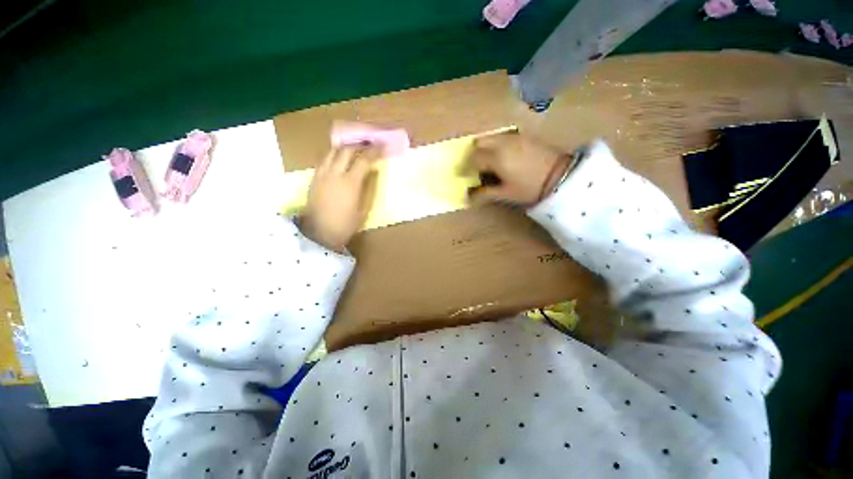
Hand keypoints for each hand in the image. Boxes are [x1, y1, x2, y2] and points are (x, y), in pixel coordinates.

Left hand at [300, 145, 381, 251]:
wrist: (319, 233)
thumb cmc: (346, 224)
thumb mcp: (364, 209)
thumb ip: (369, 188)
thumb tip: (373, 172)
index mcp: (350, 183)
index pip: (363, 159)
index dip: (374, 151)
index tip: (382, 146)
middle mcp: (334, 173)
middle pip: (346, 150)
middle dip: (359, 145)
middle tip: (369, 145)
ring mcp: (322, 174)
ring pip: (332, 151)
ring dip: (345, 147)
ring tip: (354, 149)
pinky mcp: (314, 178)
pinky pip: (324, 158)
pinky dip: (334, 154)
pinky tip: (339, 158)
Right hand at [468, 131, 571, 205]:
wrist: (560, 176)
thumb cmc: (529, 188)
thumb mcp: (505, 194)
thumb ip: (484, 194)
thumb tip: (467, 197)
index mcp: (496, 157)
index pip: (473, 159)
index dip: (466, 168)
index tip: (463, 176)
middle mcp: (502, 143)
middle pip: (479, 143)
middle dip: (473, 155)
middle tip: (475, 168)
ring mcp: (514, 137)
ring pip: (490, 137)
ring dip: (484, 148)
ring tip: (488, 163)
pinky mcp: (523, 136)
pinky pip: (502, 137)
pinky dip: (496, 145)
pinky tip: (503, 157)